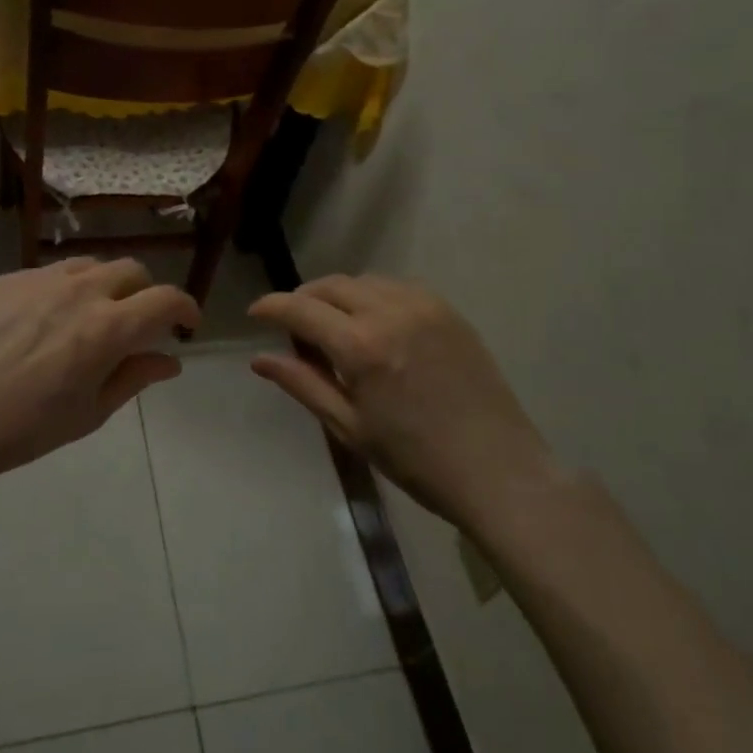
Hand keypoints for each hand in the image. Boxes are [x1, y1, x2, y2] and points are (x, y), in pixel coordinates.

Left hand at [0, 258, 200, 491]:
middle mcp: (80, 291)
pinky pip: (48, 274)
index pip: (165, 299)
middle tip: (136, 323)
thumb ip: (135, 377)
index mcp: (108, 327)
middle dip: (144, 292)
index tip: (185, 323)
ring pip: (89, 265)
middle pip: (130, 270)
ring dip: (104, 285)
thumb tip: (170, 360)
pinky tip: (42, 321)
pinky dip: (62, 290)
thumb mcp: (91, 412)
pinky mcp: (5, 280)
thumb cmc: (28, 428)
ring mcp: (39, 280)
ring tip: (90, 316)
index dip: (184, 307)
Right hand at [248, 275, 554, 526]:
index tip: (254, 313)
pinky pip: (398, 287)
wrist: (498, 471)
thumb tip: (259, 360)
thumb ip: (302, 384)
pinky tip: (374, 324)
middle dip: (304, 298)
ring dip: (339, 295)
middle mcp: (390, 312)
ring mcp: (424, 306)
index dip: (271, 307)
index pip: (301, 309)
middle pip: (331, 285)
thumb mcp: (349, 427)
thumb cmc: (415, 460)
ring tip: (333, 326)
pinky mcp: (449, 311)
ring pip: (365, 281)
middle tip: (292, 325)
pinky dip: (374, 296)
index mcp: (360, 346)